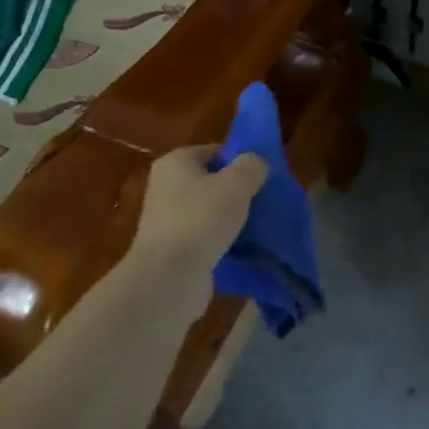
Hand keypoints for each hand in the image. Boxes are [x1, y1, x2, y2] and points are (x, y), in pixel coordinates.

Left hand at [131, 144, 268, 275]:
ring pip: (209, 210)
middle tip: (263, 201)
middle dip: (237, 191)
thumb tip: (255, 163)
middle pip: (211, 181)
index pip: (214, 151)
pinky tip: (241, 247)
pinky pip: (205, 236)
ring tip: (257, 226)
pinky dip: (221, 240)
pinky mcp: (173, 248)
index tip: (262, 177)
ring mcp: (167, 219)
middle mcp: (166, 186)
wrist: (169, 276)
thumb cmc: (201, 218)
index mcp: (175, 162)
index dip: (240, 161)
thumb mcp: (236, 183)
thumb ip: (251, 166)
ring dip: (231, 218)